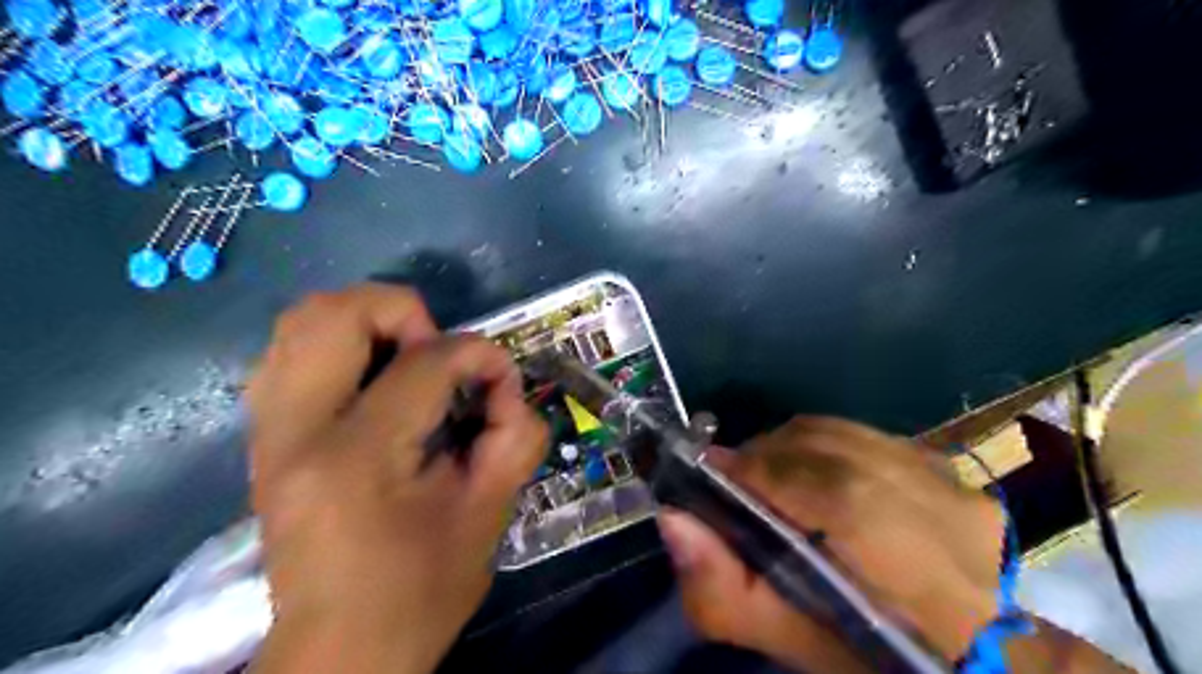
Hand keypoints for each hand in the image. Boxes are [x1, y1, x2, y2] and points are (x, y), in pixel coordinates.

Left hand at [245, 285, 548, 673]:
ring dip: (369, 322)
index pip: (425, 362)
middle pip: (336, 313)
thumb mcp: (488, 516)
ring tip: (409, 360)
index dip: (480, 356)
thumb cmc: (419, 590)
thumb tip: (506, 388)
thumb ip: (515, 438)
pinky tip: (375, 381)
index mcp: (356, 458)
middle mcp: (295, 431)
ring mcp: (268, 432)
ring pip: (303, 321)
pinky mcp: (264, 438)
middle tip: (440, 353)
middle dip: (406, 313)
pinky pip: (291, 352)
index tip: (503, 381)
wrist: (339, 651)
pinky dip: (341, 345)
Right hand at [655, 419, 1006, 671]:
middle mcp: (937, 506)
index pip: (816, 487)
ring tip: (770, 475)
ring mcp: (950, 481)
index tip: (708, 472)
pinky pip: (863, 435)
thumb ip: (722, 589)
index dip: (751, 471)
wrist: (966, 651)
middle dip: (763, 456)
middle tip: (735, 479)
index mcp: (904, 565)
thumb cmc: (870, 655)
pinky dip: (824, 447)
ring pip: (841, 434)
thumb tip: (674, 519)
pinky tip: (815, 475)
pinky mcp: (949, 468)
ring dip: (791, 448)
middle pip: (823, 447)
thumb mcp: (788, 641)